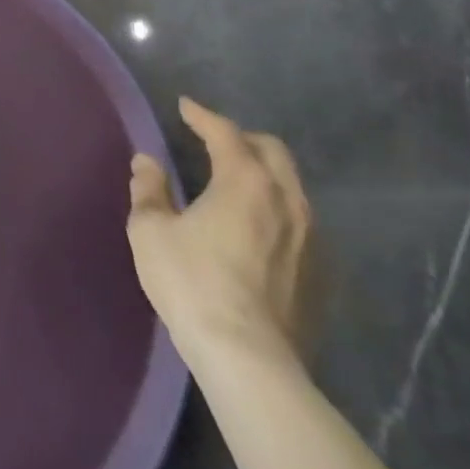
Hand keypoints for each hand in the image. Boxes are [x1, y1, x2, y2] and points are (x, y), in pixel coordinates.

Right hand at [126, 97, 313, 368]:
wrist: (249, 361)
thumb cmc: (193, 283)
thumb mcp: (151, 230)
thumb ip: (149, 189)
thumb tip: (147, 162)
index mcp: (245, 181)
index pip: (225, 132)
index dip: (202, 116)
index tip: (186, 107)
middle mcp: (287, 201)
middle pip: (272, 152)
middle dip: (243, 139)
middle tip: (215, 141)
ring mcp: (312, 240)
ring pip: (292, 188)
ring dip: (265, 176)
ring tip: (238, 184)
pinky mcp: (322, 277)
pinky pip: (302, 225)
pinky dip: (278, 212)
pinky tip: (259, 230)